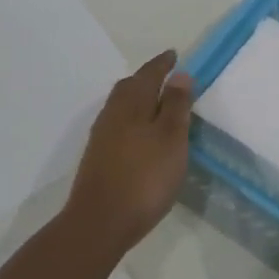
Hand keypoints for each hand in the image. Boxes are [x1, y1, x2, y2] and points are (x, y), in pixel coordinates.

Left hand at [63, 50, 194, 257]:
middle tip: (166, 76)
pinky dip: (132, 119)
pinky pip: (118, 125)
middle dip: (148, 78)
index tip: (174, 55)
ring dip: (139, 99)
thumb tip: (179, 74)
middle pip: (130, 87)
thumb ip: (176, 105)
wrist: (100, 222)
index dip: (162, 64)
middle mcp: (112, 115)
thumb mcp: (171, 139)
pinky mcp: (98, 158)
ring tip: (158, 103)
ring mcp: (102, 137)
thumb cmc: (144, 177)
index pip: (149, 75)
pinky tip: (141, 134)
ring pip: (122, 106)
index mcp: (131, 104)